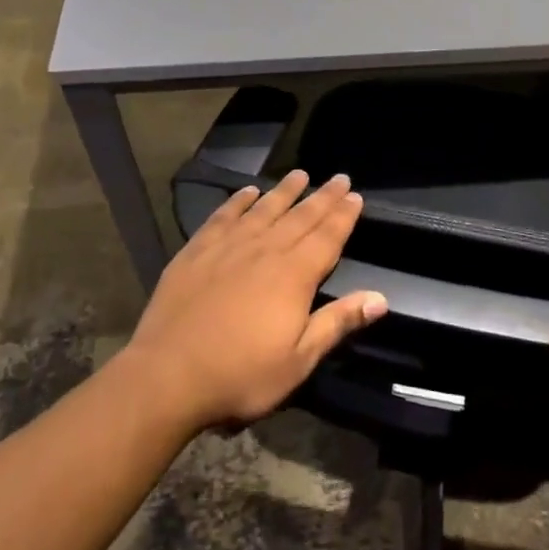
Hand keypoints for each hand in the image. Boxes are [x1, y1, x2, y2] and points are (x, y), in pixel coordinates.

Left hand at [123, 169, 386, 433]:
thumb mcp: (298, 360)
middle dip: (322, 197)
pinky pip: (223, 217)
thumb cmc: (240, 375)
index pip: (326, 237)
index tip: (355, 195)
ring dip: (283, 191)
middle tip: (338, 177)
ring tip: (299, 174)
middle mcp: (264, 250)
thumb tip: (380, 298)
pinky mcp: (196, 251)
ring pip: (263, 209)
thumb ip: (337, 323)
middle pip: (300, 217)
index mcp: (293, 275)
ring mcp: (227, 247)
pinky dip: (237, 202)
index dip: (343, 216)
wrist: (168, 374)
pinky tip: (246, 192)